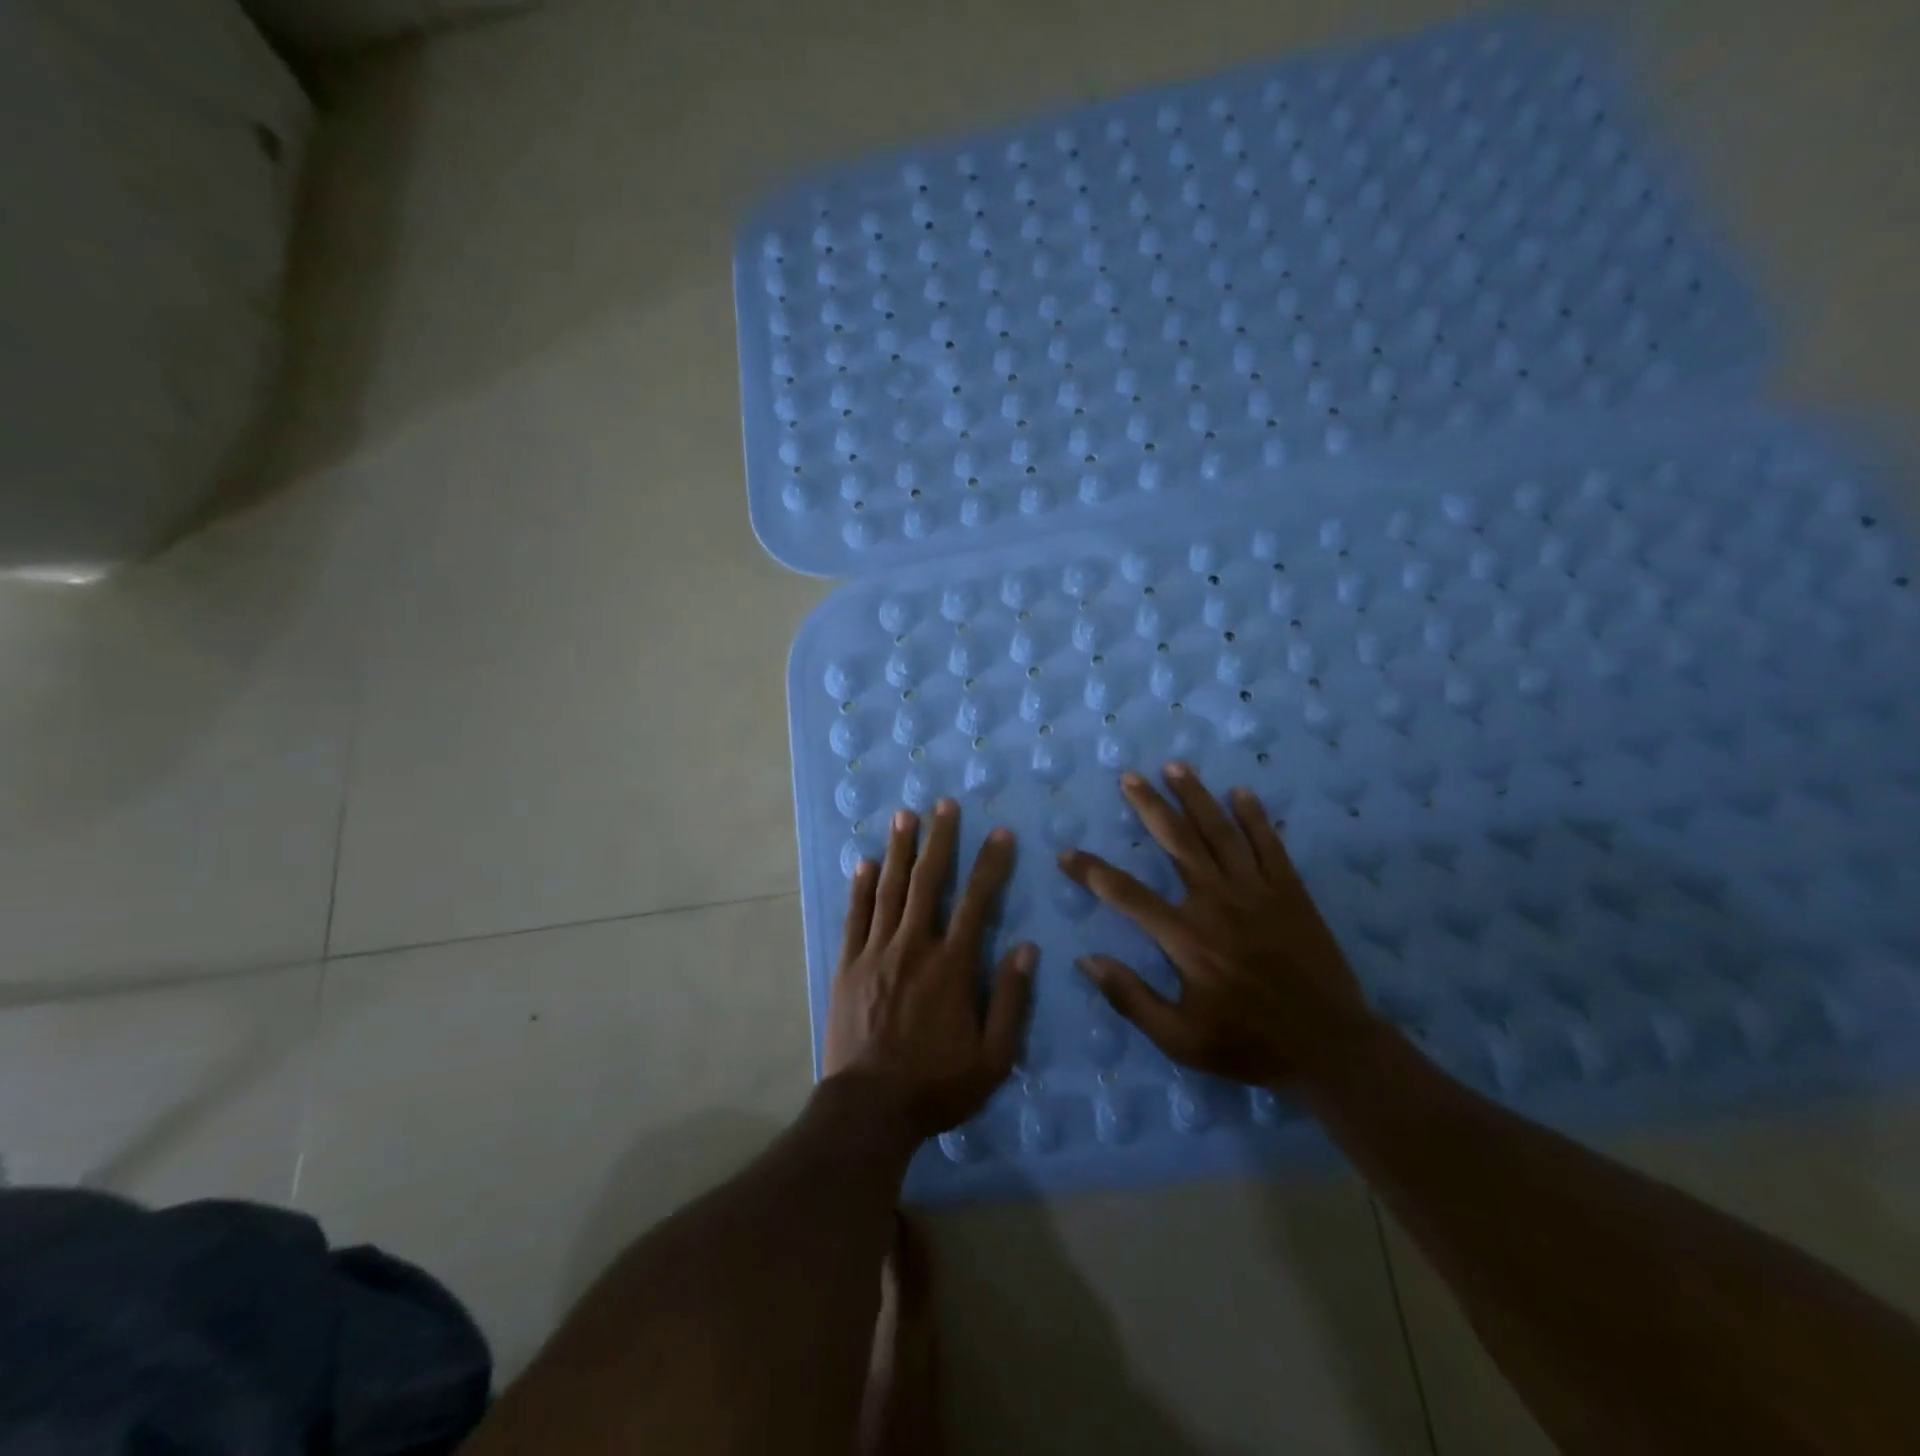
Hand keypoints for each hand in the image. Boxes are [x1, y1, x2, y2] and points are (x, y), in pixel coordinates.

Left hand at [824, 799, 1034, 1138]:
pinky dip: (861, 888)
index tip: (1000, 833)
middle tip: (943, 804)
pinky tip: (864, 863)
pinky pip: (855, 917)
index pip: (977, 901)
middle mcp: (914, 947)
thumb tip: (1026, 948)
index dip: (990, 864)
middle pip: (928, 882)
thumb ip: (1010, 1000)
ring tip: (904, 816)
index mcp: (952, 966)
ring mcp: (875, 953)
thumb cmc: (936, 1085)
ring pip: (889, 890)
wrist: (869, 1110)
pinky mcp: (847, 966)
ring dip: (899, 851)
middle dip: (939, 840)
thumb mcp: (992, 1057)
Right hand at [1058, 762, 1384, 1089]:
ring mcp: (1258, 892)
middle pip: (1177, 841)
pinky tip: (1241, 792)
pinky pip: (1269, 845)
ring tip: (1174, 766)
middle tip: (1129, 776)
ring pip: (1220, 832)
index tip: (1066, 853)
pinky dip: (1255, 817)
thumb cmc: (1249, 1044)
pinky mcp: (1291, 892)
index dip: (1092, 872)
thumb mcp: (1180, 1040)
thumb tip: (1087, 960)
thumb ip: (1131, 998)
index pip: (1127, 894)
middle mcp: (1218, 902)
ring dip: (1195, 796)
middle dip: (1149, 805)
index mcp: (1187, 938)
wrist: (1331, 1048)